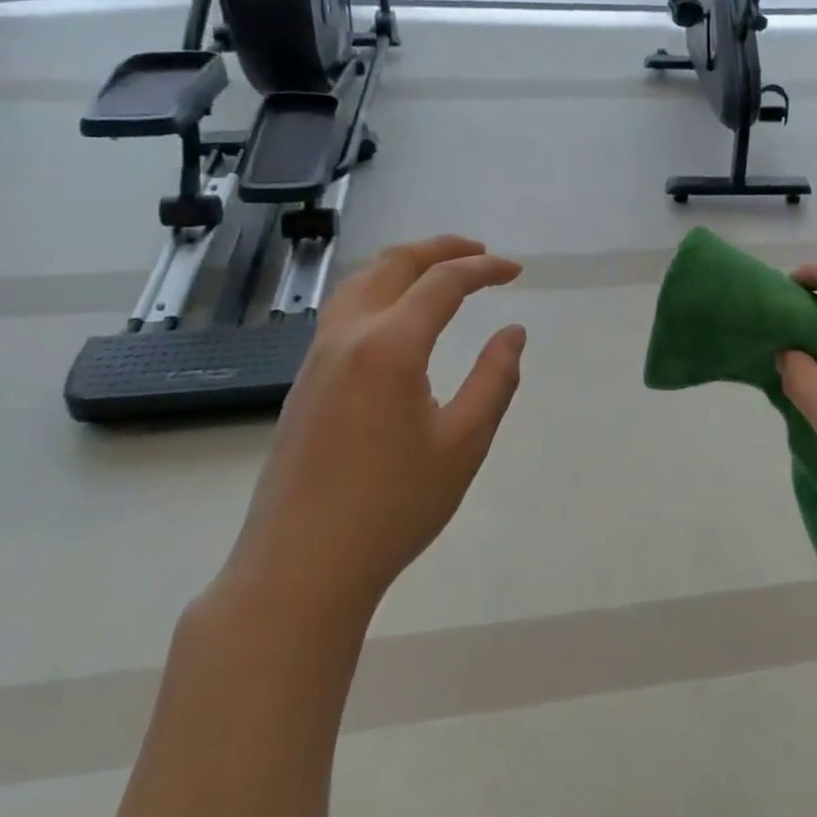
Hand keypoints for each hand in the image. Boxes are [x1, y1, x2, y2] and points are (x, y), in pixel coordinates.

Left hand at [216, 235, 526, 634]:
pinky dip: (379, 289)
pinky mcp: (304, 381)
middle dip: (440, 249)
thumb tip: (513, 333)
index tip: (516, 271)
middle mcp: (348, 336)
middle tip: (480, 254)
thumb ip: (495, 379)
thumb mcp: (464, 444)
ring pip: (361, 281)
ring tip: (440, 271)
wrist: (300, 568)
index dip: (484, 269)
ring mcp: (318, 357)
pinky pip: (343, 309)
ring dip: (404, 264)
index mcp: (390, 346)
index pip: (443, 282)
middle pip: (394, 265)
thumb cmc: (392, 507)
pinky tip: (397, 315)